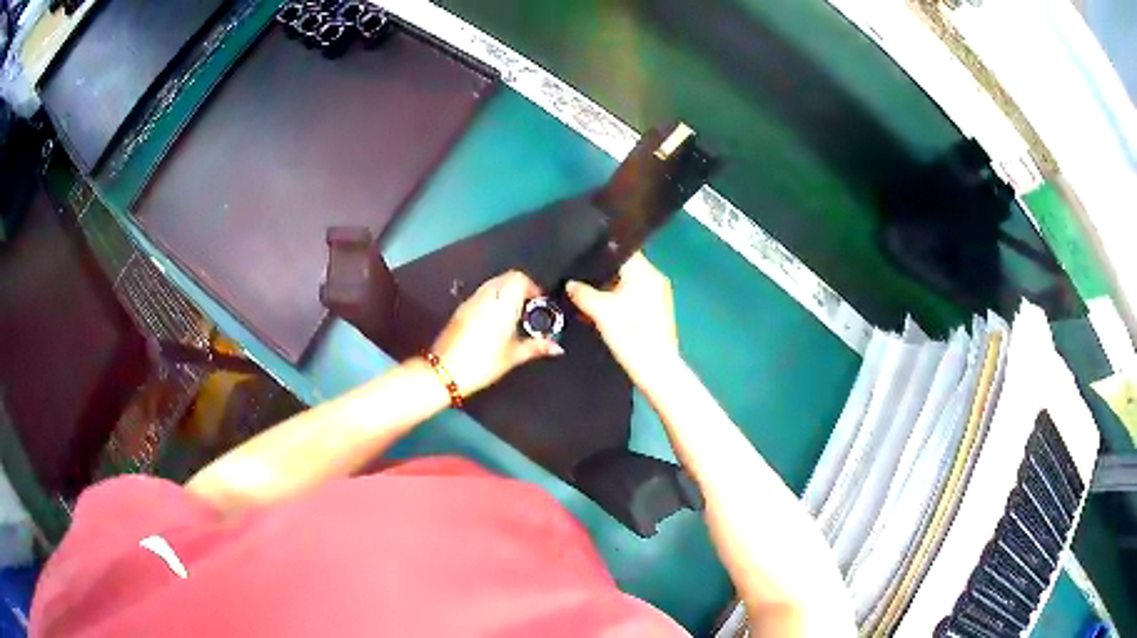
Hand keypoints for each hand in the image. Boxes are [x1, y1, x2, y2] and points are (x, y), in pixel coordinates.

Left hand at [432, 271, 563, 395]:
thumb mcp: (513, 356)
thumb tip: (557, 347)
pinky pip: (481, 294)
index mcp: (503, 303)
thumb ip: (537, 347)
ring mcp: (471, 301)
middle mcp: (487, 296)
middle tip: (528, 308)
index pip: (520, 278)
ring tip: (513, 315)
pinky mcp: (460, 309)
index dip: (532, 287)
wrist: (445, 371)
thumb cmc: (483, 363)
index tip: (538, 302)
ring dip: (505, 292)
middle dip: (520, 287)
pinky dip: (492, 299)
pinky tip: (495, 321)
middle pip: (507, 277)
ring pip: (493, 284)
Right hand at [566, 253, 680, 388]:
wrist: (655, 367)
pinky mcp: (659, 312)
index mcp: (645, 272)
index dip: (599, 256)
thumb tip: (570, 284)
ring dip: (610, 292)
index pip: (620, 251)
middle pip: (624, 269)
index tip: (581, 263)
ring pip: (629, 285)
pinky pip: (635, 298)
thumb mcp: (599, 311)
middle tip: (581, 285)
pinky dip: (620, 303)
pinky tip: (605, 316)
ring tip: (590, 302)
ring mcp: (659, 295)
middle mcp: (655, 278)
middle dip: (602, 277)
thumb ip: (582, 292)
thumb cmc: (630, 333)